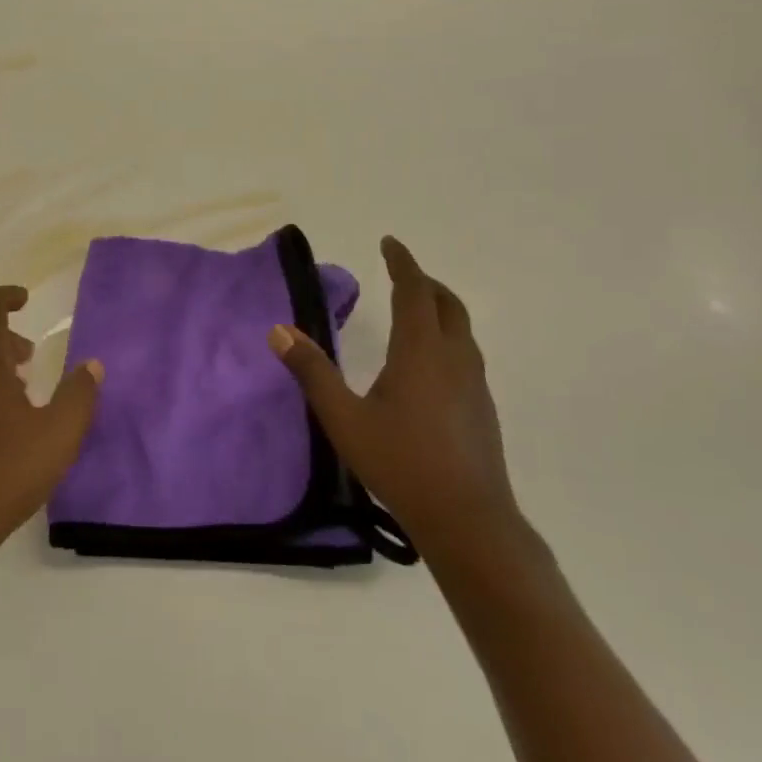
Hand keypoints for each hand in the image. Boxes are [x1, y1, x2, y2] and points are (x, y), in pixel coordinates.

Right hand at [269, 236, 521, 567]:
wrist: (468, 519)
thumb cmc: (401, 463)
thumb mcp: (343, 418)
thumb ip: (312, 371)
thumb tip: (278, 331)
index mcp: (421, 351)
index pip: (415, 291)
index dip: (402, 262)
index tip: (389, 242)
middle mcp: (454, 358)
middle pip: (446, 304)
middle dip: (424, 282)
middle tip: (401, 273)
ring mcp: (475, 384)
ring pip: (461, 329)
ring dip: (438, 308)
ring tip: (414, 310)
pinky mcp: (483, 407)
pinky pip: (465, 353)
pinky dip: (446, 336)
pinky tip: (428, 363)